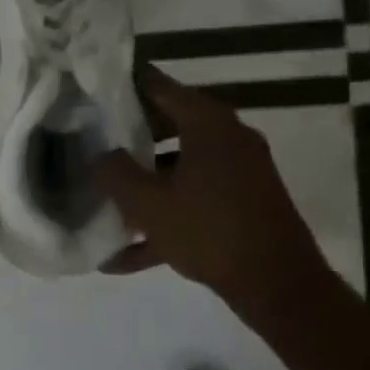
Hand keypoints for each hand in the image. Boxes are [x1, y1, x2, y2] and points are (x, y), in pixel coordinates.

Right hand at [94, 66, 336, 335]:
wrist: (278, 285)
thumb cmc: (208, 231)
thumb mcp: (146, 203)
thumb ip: (114, 171)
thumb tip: (100, 154)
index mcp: (207, 123)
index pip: (158, 86)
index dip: (123, 85)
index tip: (92, 89)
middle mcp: (228, 137)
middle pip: (169, 124)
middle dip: (128, 135)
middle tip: (90, 140)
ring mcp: (239, 171)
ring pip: (180, 165)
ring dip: (144, 181)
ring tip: (103, 197)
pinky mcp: (243, 202)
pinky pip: (195, 198)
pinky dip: (165, 215)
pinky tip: (124, 256)